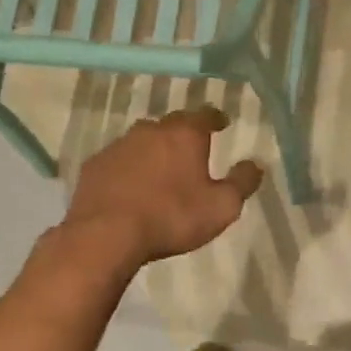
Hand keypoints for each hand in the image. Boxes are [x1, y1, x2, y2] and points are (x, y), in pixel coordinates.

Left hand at [63, 107, 263, 264]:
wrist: (106, 236)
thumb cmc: (172, 217)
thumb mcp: (222, 207)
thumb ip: (242, 182)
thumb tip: (255, 164)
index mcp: (185, 135)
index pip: (205, 115)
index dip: (216, 118)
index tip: (222, 123)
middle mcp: (151, 131)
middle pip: (172, 124)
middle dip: (183, 132)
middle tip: (192, 147)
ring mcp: (119, 146)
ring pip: (142, 139)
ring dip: (153, 149)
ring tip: (161, 167)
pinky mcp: (94, 166)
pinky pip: (118, 160)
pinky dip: (128, 167)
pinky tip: (130, 185)